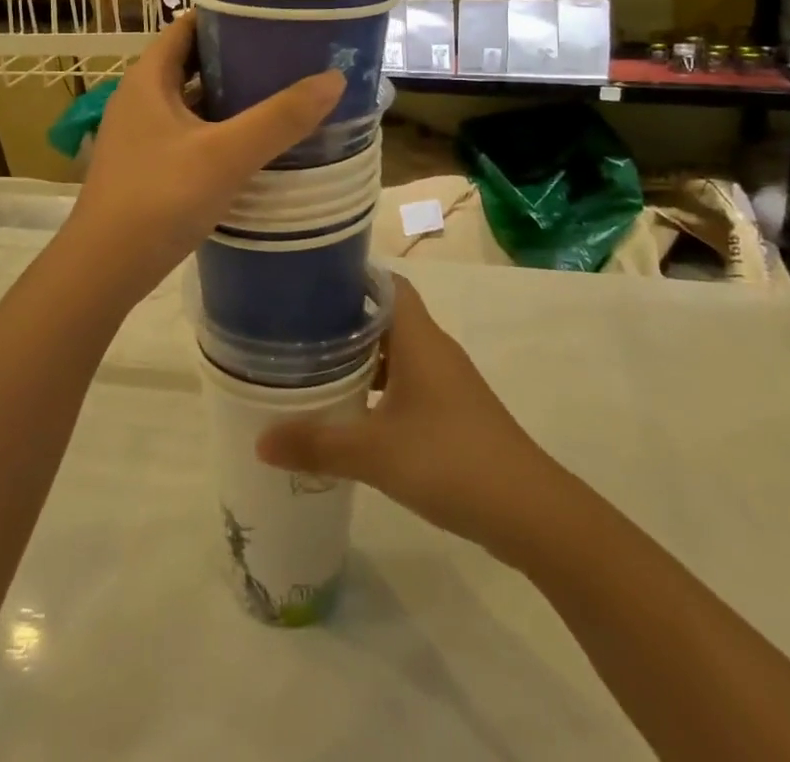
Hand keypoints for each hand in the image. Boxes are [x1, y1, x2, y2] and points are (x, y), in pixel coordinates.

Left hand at [65, 11, 342, 302]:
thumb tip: (333, 78)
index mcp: (148, 79)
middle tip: (288, 55)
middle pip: (192, 62)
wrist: (103, 270)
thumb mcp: (226, 155)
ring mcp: (141, 136)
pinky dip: (220, 130)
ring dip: (230, 97)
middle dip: (237, 57)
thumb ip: (280, 118)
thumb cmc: (159, 198)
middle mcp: (140, 99)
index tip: (272, 14)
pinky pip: (190, 134)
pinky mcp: (148, 168)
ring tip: (281, 94)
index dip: (226, 14)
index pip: (187, 26)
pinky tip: (253, 144)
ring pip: (192, 102)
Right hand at [256, 278, 549, 553]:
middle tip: (298, 328)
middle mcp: (434, 349)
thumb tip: (259, 441)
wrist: (531, 512)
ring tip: (315, 368)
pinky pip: (408, 382)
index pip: (385, 282)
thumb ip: (316, 444)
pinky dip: (379, 387)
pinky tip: (354, 412)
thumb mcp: (375, 452)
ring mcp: (447, 381)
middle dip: (344, 319)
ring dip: (362, 357)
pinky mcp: (453, 411)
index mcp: (418, 337)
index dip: (351, 277)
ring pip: (397, 352)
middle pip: (386, 316)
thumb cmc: (450, 460)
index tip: (309, 283)